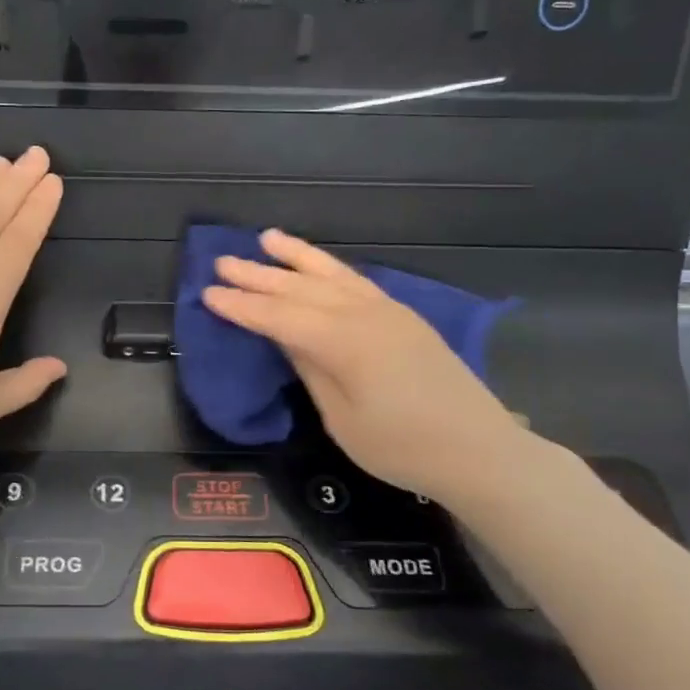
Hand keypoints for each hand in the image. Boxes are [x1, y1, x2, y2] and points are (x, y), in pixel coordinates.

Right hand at [203, 229, 525, 499]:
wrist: (480, 450)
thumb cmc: (404, 448)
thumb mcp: (343, 419)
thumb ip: (312, 370)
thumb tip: (284, 337)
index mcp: (344, 342)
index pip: (280, 317)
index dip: (242, 307)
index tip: (208, 293)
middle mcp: (364, 315)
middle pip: (301, 290)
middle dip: (259, 276)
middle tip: (221, 262)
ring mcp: (388, 311)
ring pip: (331, 276)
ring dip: (296, 257)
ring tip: (266, 238)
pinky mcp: (403, 317)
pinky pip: (356, 282)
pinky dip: (330, 269)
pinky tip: (316, 266)